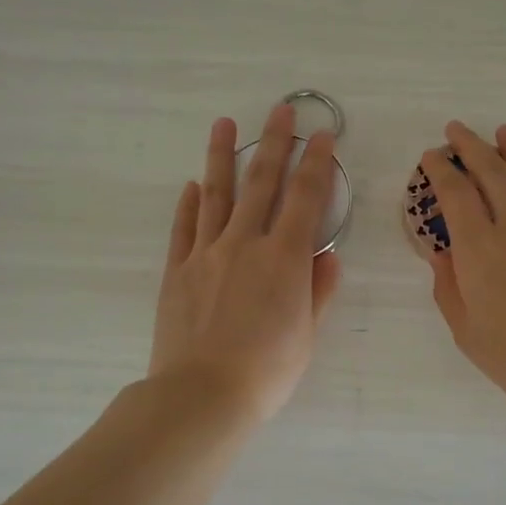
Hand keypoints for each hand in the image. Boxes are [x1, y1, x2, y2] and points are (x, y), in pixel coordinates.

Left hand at [151, 105, 342, 421]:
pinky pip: (184, 228)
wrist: (201, 394)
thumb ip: (318, 290)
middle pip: (262, 183)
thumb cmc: (267, 371)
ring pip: (216, 194)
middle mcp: (245, 244)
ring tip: (225, 124)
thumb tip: (327, 254)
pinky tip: (192, 184)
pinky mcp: (177, 270)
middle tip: (280, 109)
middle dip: (274, 143)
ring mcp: (206, 254)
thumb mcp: (306, 334)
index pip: (305, 198)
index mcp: (284, 259)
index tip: (323, 135)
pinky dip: (189, 203)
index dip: (316, 163)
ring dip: (223, 156)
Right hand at [422, 122, 505, 418]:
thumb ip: (449, 290)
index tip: (430, 157)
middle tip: (456, 129)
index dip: (441, 170)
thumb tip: (440, 256)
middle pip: (491, 172)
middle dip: (470, 146)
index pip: (455, 194)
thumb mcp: (469, 334)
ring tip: (500, 131)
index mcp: (479, 250)